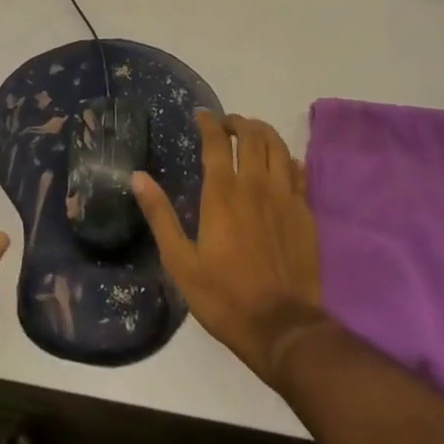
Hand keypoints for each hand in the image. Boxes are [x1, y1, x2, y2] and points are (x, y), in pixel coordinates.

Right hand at [133, 110, 326, 386]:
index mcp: (223, 193)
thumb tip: (138, 177)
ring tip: (253, 134)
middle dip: (238, 122)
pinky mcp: (306, 212)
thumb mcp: (181, 262)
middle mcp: (255, 184)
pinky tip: (281, 164)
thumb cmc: (225, 297)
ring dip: (263, 132)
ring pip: (278, 146)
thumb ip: (160, 216)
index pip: (216, 141)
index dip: (209, 122)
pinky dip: (287, 159)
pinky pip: (298, 171)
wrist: (283, 328)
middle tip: (227, 125)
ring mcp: (285, 196)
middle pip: (252, 135)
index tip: (201, 115)